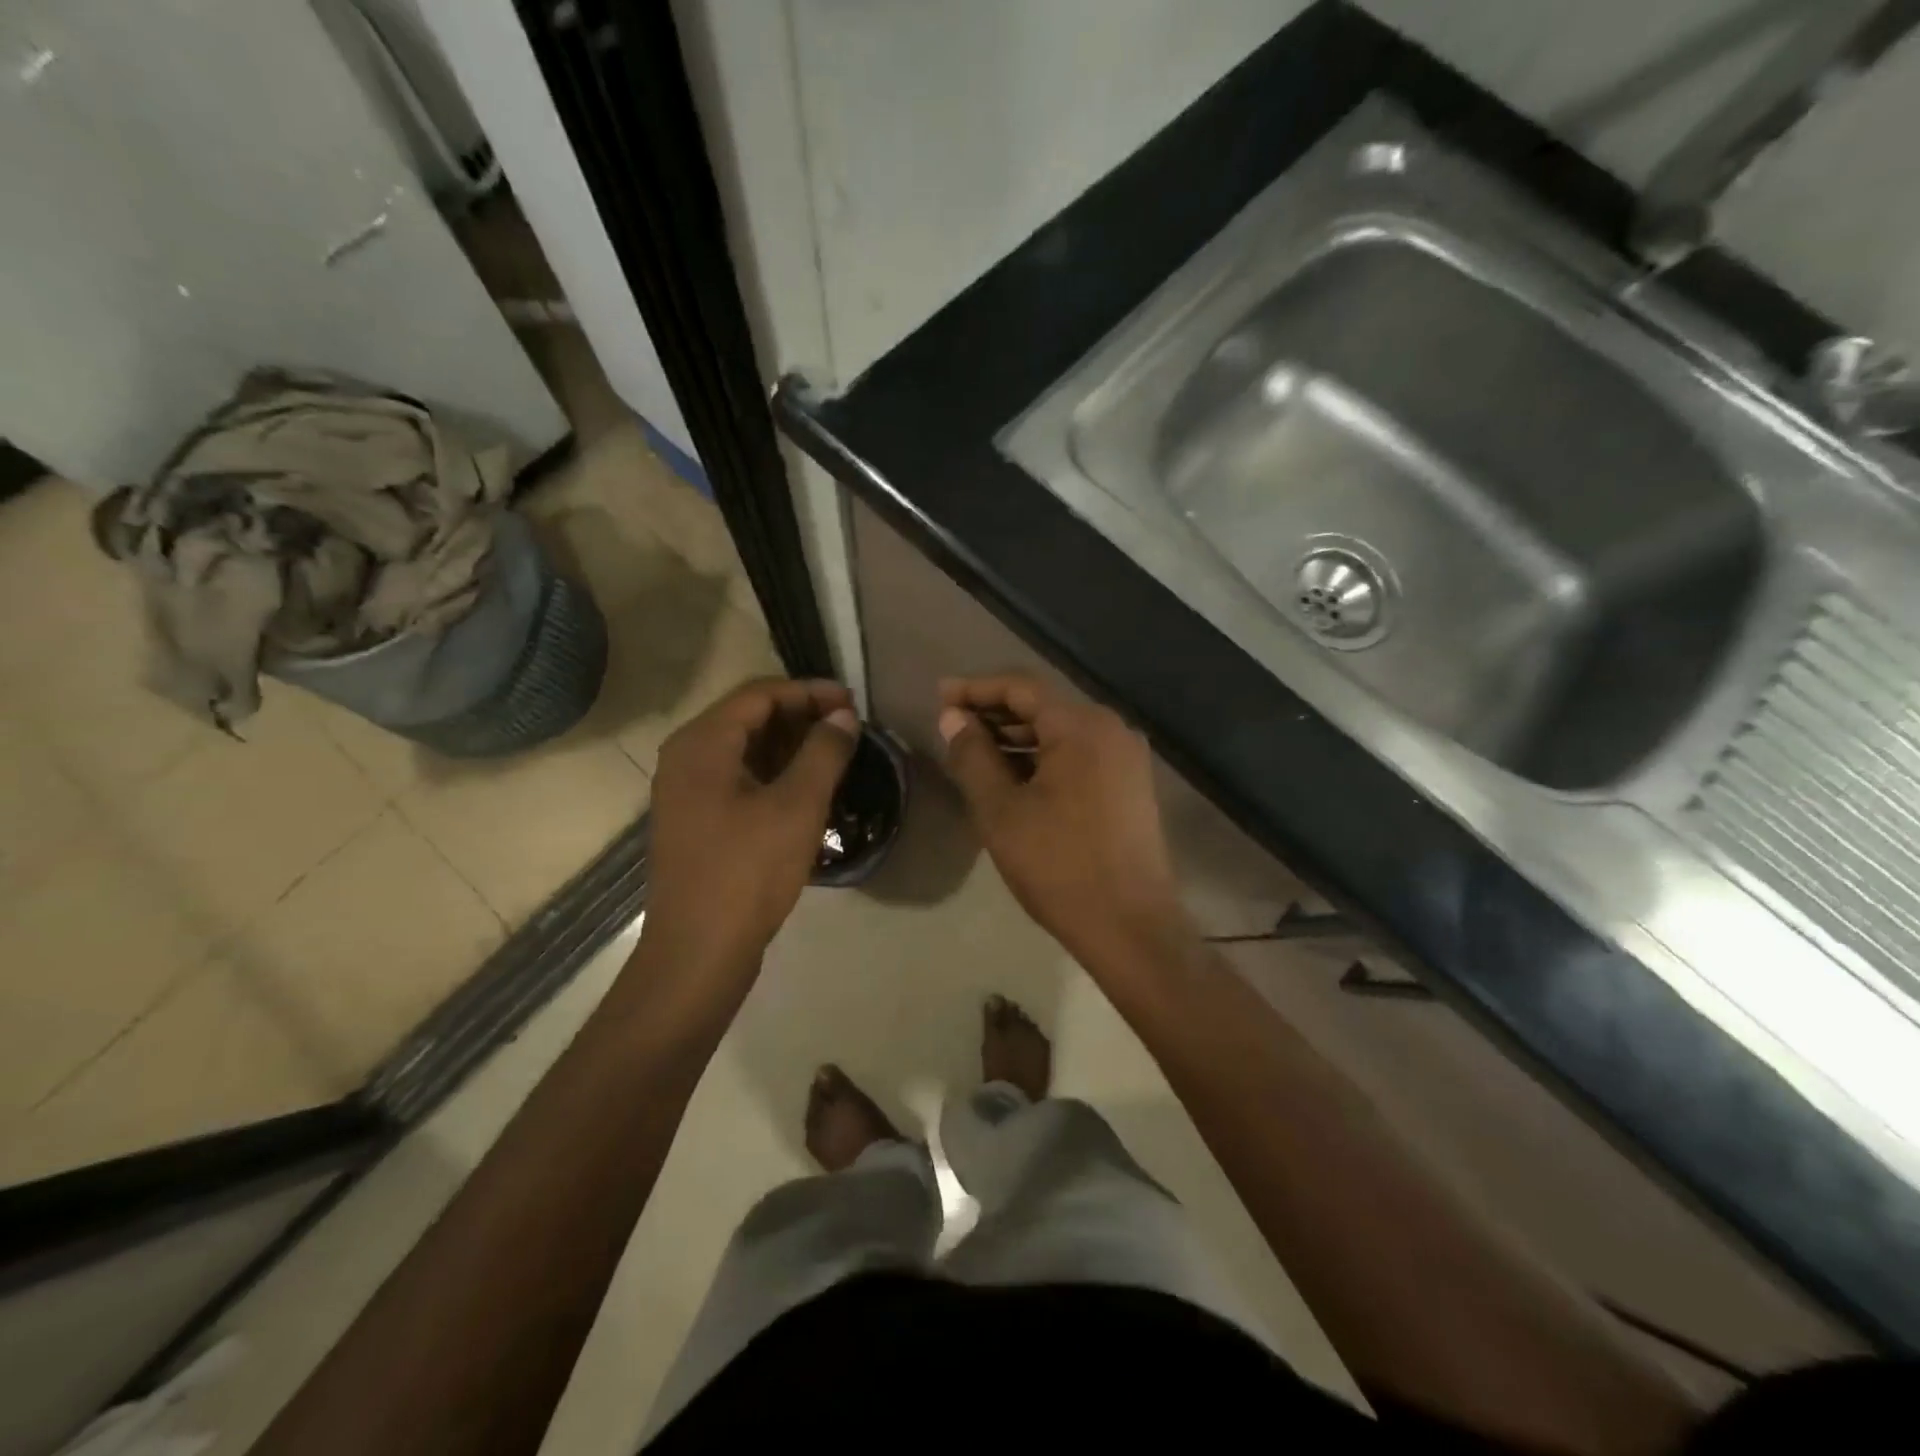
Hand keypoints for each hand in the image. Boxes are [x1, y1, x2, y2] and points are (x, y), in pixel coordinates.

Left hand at [646, 678, 858, 970]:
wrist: (699, 952)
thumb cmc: (748, 871)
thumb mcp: (797, 806)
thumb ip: (824, 752)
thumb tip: (843, 717)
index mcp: (702, 743)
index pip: (760, 693)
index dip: (810, 692)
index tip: (853, 704)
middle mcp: (686, 758)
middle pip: (750, 718)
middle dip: (802, 718)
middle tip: (849, 730)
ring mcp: (688, 792)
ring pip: (746, 750)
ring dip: (791, 747)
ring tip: (837, 757)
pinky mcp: (698, 821)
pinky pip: (740, 780)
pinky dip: (775, 775)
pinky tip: (809, 790)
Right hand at [938, 674, 1192, 970]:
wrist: (1130, 927)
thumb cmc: (1058, 866)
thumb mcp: (1001, 810)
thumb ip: (973, 756)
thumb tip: (953, 718)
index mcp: (1082, 726)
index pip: (1021, 688)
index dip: (976, 688)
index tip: (940, 696)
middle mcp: (1111, 730)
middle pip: (1044, 707)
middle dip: (995, 714)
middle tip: (952, 726)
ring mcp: (1126, 759)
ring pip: (1061, 733)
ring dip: (1017, 739)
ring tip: (975, 753)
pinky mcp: (1130, 786)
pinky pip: (1079, 756)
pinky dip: (1043, 759)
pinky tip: (1014, 778)